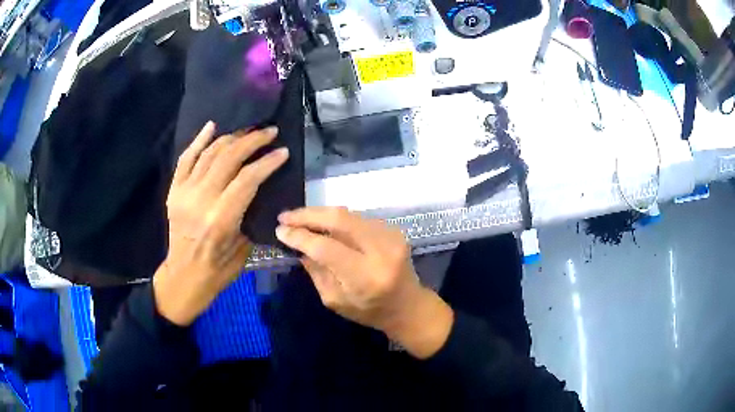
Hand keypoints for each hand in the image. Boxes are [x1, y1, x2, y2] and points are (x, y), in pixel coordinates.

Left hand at [153, 121, 288, 325]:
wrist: (185, 275)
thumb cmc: (219, 269)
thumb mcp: (244, 246)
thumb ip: (251, 212)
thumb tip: (262, 186)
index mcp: (221, 218)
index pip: (248, 178)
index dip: (268, 161)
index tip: (283, 151)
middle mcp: (201, 200)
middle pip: (229, 158)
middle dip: (253, 141)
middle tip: (270, 132)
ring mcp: (185, 192)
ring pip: (210, 153)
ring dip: (232, 137)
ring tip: (249, 131)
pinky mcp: (175, 190)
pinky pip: (186, 158)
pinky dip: (199, 140)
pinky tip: (212, 126)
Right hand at [276, 207, 453, 358]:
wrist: (409, 306)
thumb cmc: (370, 311)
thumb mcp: (336, 301)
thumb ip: (316, 272)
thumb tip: (299, 246)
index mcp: (365, 277)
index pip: (326, 248)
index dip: (300, 236)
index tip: (280, 230)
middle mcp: (381, 252)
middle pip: (339, 220)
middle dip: (308, 215)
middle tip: (285, 217)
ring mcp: (391, 237)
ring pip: (348, 214)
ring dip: (321, 214)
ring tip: (299, 218)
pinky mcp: (394, 230)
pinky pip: (358, 218)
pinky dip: (337, 219)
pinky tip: (323, 224)